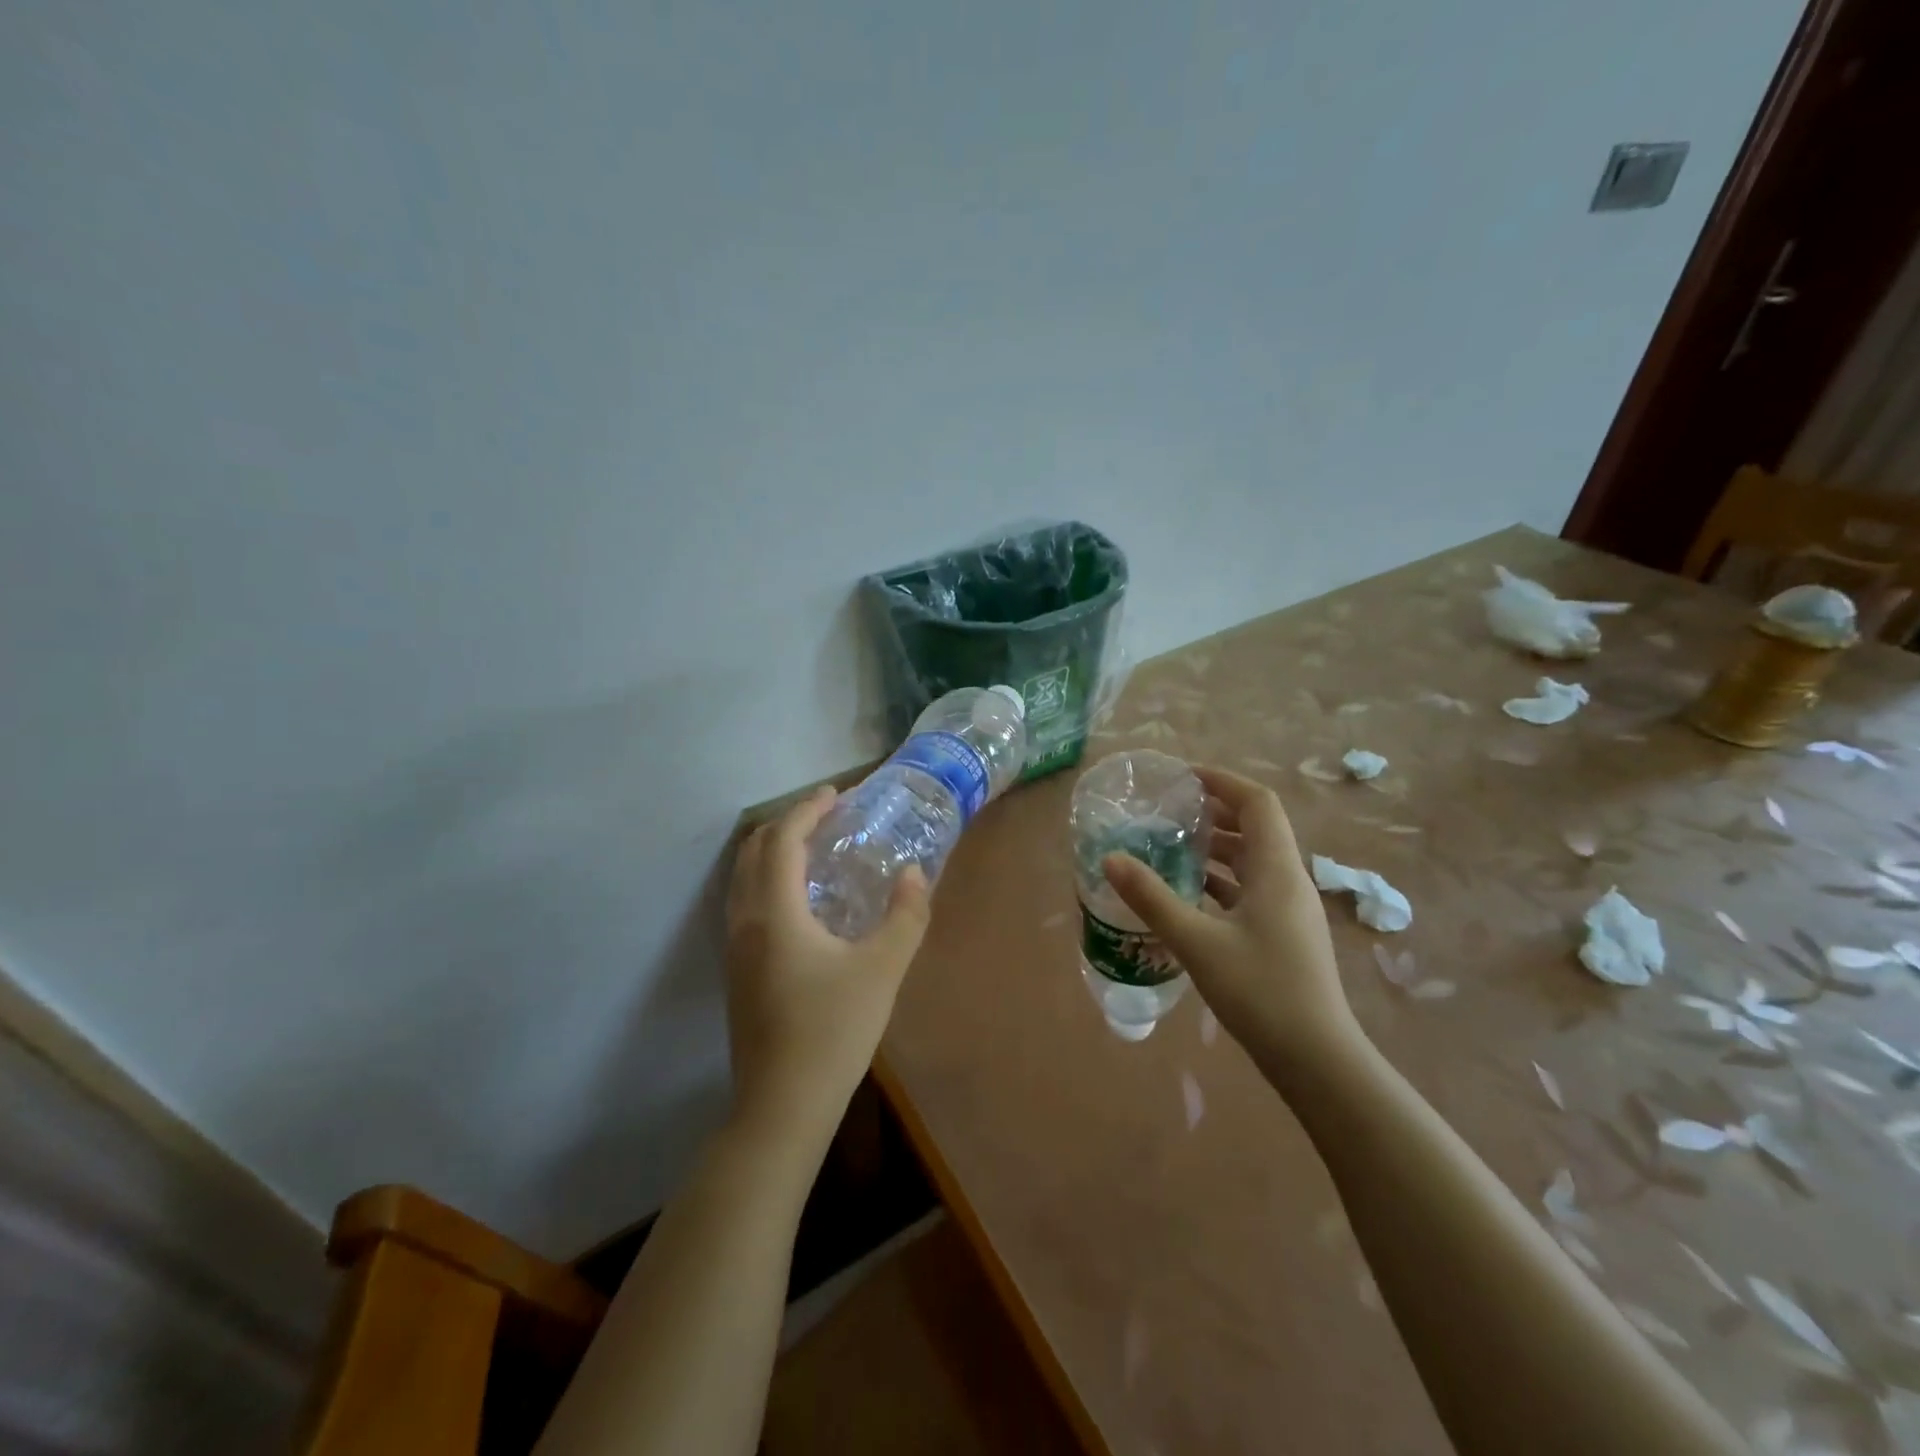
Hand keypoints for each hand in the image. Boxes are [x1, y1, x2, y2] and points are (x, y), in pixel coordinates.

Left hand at [724, 787, 931, 1147]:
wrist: (781, 1106)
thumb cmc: (832, 1032)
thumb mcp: (882, 970)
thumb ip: (906, 916)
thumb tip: (914, 874)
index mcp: (775, 912)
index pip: (783, 840)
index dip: (808, 809)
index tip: (838, 794)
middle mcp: (745, 921)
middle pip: (755, 851)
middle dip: (788, 823)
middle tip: (827, 816)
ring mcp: (735, 948)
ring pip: (745, 877)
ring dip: (775, 851)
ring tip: (815, 849)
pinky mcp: (737, 970)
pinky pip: (746, 901)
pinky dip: (769, 878)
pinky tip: (802, 900)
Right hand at [1102, 766, 1359, 1077]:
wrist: (1316, 1059)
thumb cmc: (1260, 991)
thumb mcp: (1197, 942)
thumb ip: (1152, 898)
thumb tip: (1110, 859)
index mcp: (1277, 869)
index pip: (1257, 802)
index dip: (1222, 781)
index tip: (1182, 778)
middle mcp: (1289, 880)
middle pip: (1256, 827)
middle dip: (1215, 812)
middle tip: (1169, 811)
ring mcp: (1290, 909)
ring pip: (1253, 860)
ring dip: (1217, 847)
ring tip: (1172, 846)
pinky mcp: (1284, 934)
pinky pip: (1251, 889)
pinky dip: (1222, 880)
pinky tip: (1190, 893)